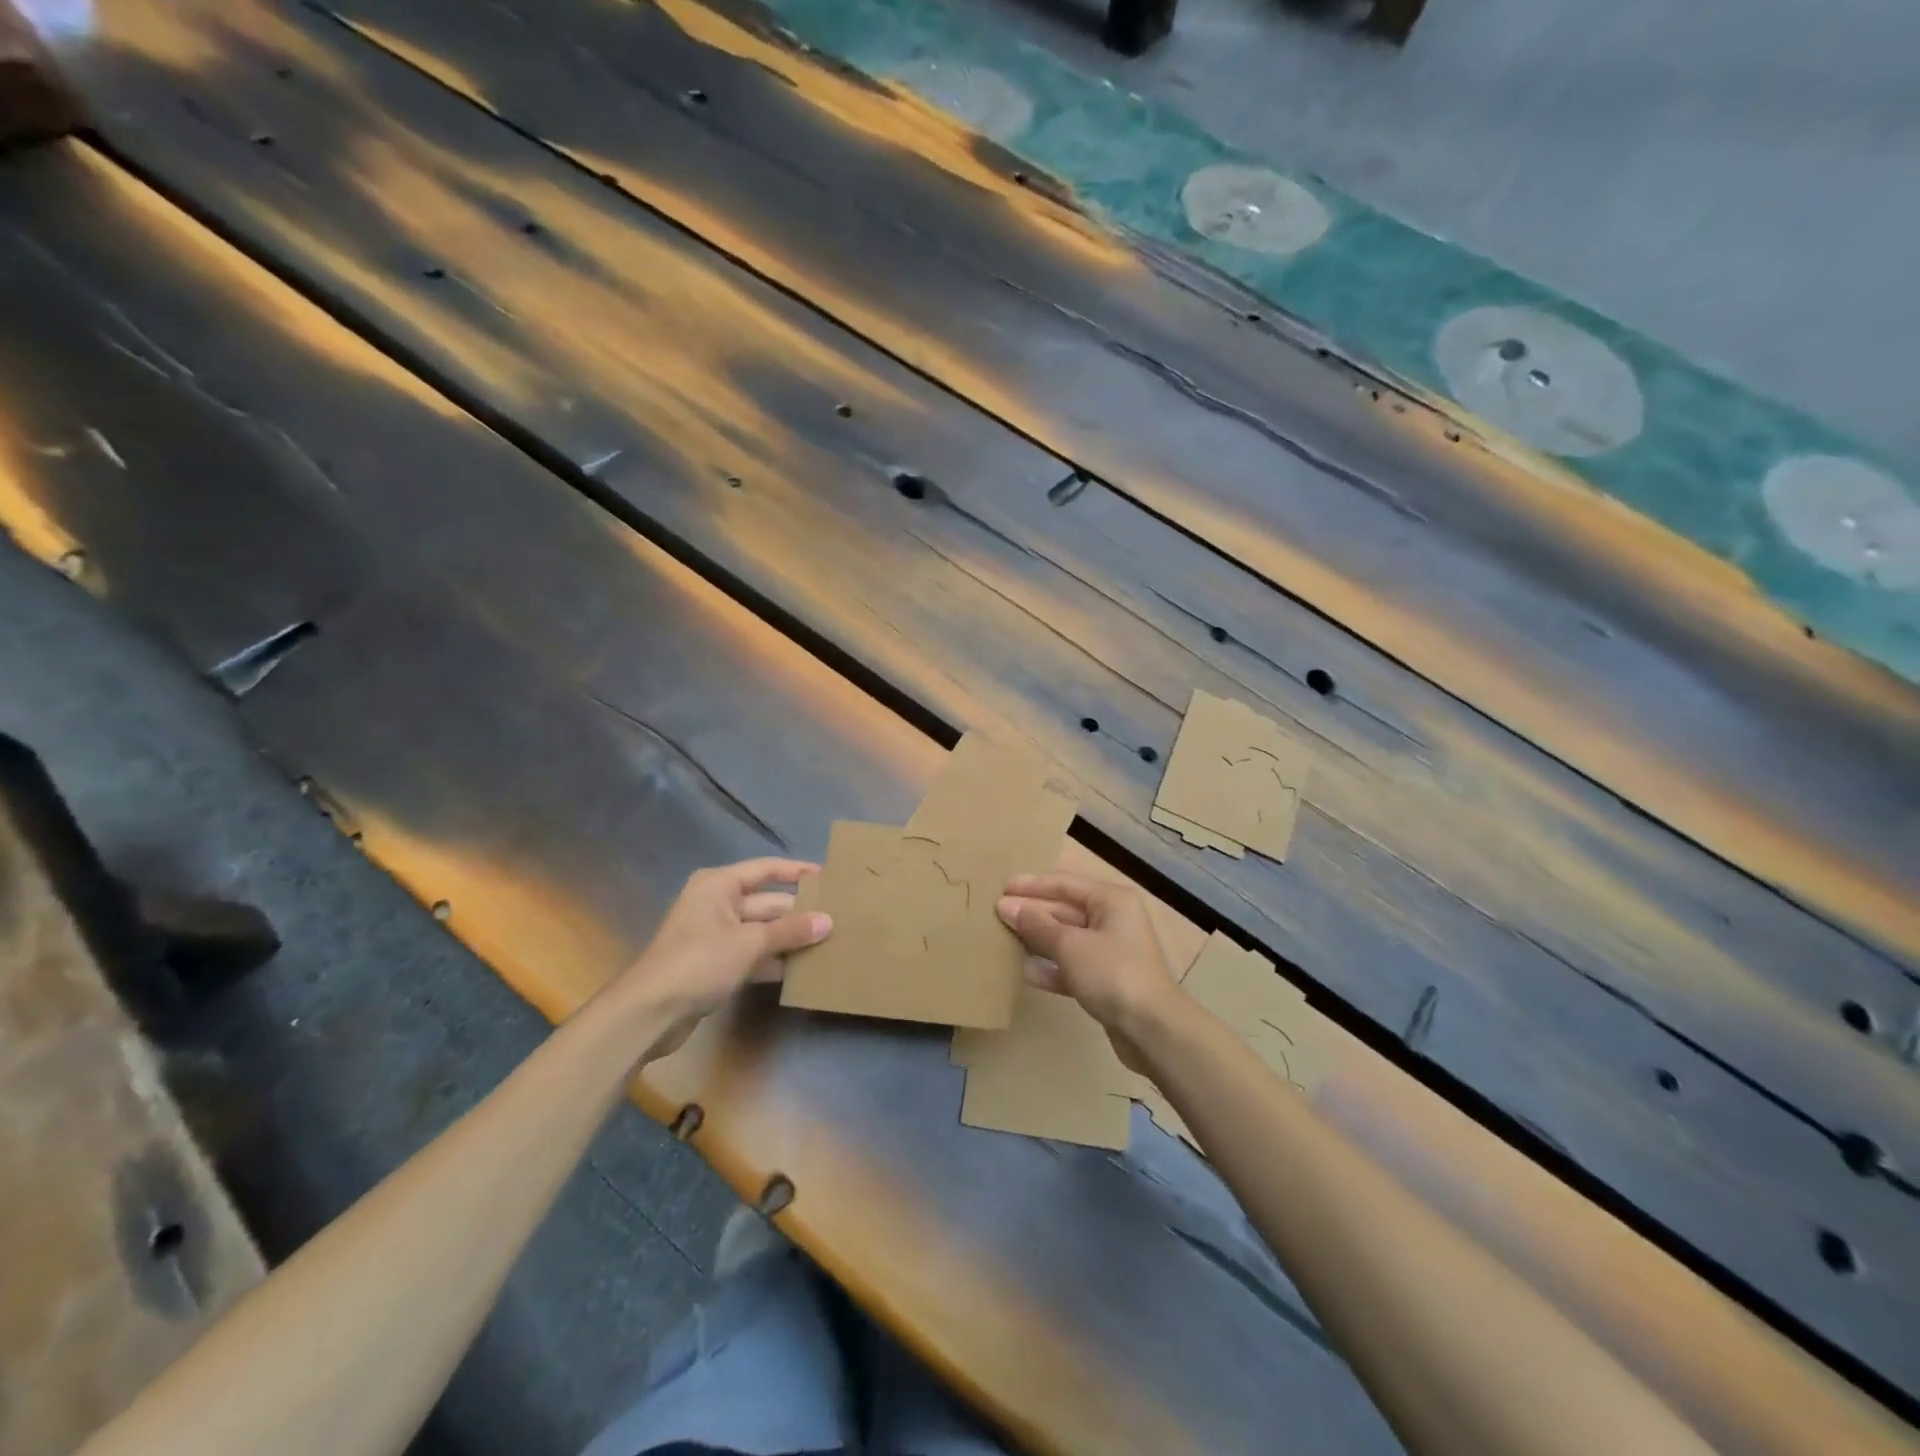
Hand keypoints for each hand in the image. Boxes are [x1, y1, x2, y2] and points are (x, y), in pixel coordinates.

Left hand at [606, 858, 830, 1061]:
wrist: (649, 1013)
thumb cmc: (698, 962)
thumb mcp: (748, 943)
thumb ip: (790, 931)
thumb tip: (828, 921)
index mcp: (719, 885)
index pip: (767, 869)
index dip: (797, 872)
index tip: (829, 877)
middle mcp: (717, 903)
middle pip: (766, 902)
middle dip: (798, 912)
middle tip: (838, 917)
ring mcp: (715, 935)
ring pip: (761, 930)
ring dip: (788, 938)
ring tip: (828, 943)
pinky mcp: (714, 964)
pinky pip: (752, 954)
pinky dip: (773, 960)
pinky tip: (801, 970)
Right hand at [996, 872, 1178, 1073]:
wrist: (1152, 1030)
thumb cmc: (1111, 973)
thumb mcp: (1070, 945)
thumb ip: (1037, 925)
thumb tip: (1007, 906)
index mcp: (1111, 900)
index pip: (1064, 884)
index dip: (1031, 886)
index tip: (1000, 888)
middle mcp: (1113, 919)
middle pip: (1065, 909)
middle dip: (1032, 912)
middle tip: (996, 914)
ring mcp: (1111, 952)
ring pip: (1067, 938)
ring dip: (1038, 939)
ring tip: (1004, 938)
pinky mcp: (1107, 981)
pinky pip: (1073, 965)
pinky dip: (1051, 967)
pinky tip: (1025, 971)